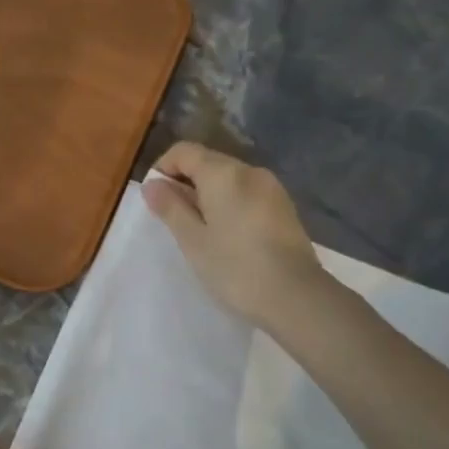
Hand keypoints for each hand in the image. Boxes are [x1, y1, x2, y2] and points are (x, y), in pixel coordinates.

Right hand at [142, 141, 322, 327]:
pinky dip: (230, 204)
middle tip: (174, 221)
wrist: (296, 296)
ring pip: (229, 179)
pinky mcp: (284, 207)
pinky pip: (247, 194)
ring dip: (208, 195)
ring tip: (200, 231)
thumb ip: (170, 208)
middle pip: (208, 162)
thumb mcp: (193, 240)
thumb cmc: (235, 268)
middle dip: (185, 183)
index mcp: (223, 173)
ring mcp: (272, 188)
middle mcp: (250, 171)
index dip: (163, 168)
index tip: (155, 199)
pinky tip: (228, 236)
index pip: (184, 151)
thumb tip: (151, 184)